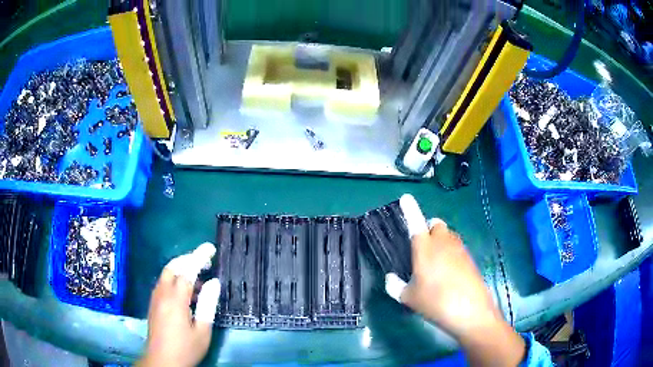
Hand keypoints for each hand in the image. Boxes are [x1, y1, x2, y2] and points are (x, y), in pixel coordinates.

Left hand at [138, 243, 220, 366]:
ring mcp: (156, 298)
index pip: (187, 271)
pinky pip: (163, 284)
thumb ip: (207, 305)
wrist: (162, 361)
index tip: (210, 248)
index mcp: (176, 300)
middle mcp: (162, 294)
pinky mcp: (153, 304)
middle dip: (188, 259)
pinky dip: (175, 280)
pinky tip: (187, 293)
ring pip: (166, 275)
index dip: (199, 257)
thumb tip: (214, 283)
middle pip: (172, 267)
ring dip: (181, 270)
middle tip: (205, 262)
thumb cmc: (186, 348)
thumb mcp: (202, 330)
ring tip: (199, 280)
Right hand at [385, 195, 524, 365]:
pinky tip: (448, 274)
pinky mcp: (470, 258)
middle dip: (428, 229)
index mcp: (425, 248)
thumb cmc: (435, 302)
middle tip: (422, 248)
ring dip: (440, 241)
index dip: (409, 209)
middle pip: (436, 224)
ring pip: (448, 235)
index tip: (406, 198)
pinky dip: (450, 253)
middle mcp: (443, 242)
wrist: (469, 311)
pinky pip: (457, 248)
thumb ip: (395, 286)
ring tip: (434, 264)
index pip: (415, 222)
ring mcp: (459, 249)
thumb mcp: (408, 298)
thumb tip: (390, 279)